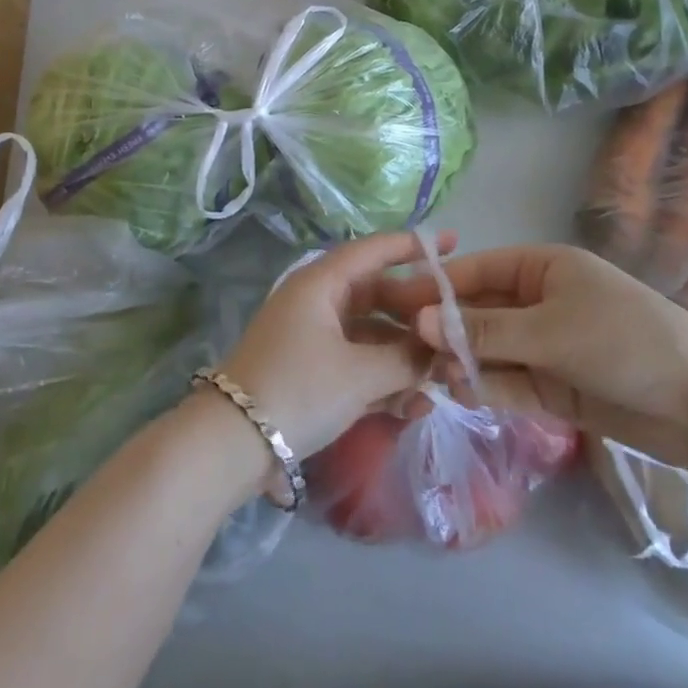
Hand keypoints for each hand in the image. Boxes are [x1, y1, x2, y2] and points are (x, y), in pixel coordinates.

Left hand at [215, 230, 456, 465]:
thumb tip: (437, 351)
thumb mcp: (359, 375)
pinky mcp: (309, 369)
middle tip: (456, 327)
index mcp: (321, 284)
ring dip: (403, 354)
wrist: (232, 443)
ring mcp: (311, 336)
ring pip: (369, 333)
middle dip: (416, 314)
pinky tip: (412, 406)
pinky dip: (381, 378)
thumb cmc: (298, 390)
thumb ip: (406, 359)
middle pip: (376, 294)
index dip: (413, 245)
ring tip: (442, 380)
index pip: (373, 251)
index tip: (453, 243)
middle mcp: (316, 301)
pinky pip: (355, 361)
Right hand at [389, 243, 687, 466]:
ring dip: (461, 362)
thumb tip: (417, 321)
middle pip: (477, 312)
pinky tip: (461, 394)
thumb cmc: (624, 341)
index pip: (474, 271)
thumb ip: (483, 331)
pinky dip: (486, 389)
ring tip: (433, 377)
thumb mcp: (549, 331)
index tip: (392, 303)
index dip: (434, 286)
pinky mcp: (552, 386)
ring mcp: (544, 346)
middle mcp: (537, 302)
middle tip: (402, 348)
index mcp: (541, 268)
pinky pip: (508, 382)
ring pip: (488, 350)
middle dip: (443, 330)